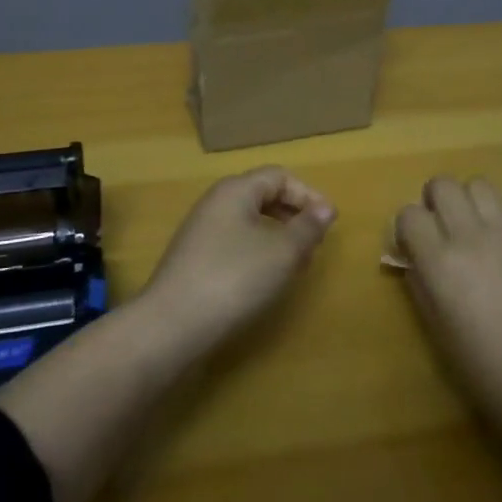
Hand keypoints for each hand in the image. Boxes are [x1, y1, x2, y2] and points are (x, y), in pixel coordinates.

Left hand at [141, 167, 336, 351]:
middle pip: (262, 196)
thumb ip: (307, 227)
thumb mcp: (282, 252)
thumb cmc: (234, 278)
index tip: (329, 222)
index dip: (308, 194)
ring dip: (277, 237)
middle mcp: (216, 202)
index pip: (279, 176)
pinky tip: (266, 280)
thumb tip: (325, 208)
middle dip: (293, 216)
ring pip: (249, 222)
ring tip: (296, 265)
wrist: (172, 325)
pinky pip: (235, 243)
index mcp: (235, 190)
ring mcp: (201, 231)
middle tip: (315, 244)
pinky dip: (257, 253)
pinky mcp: (195, 259)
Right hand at [394, 177, 501, 431]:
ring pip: (480, 185)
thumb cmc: (485, 372)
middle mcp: (473, 237)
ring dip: (471, 202)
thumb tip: (414, 255)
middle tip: (443, 228)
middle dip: (436, 202)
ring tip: (478, 229)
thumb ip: (421, 282)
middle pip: (443, 184)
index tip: (414, 244)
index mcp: (441, 263)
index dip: (408, 227)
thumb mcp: (437, 329)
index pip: (409, 214)